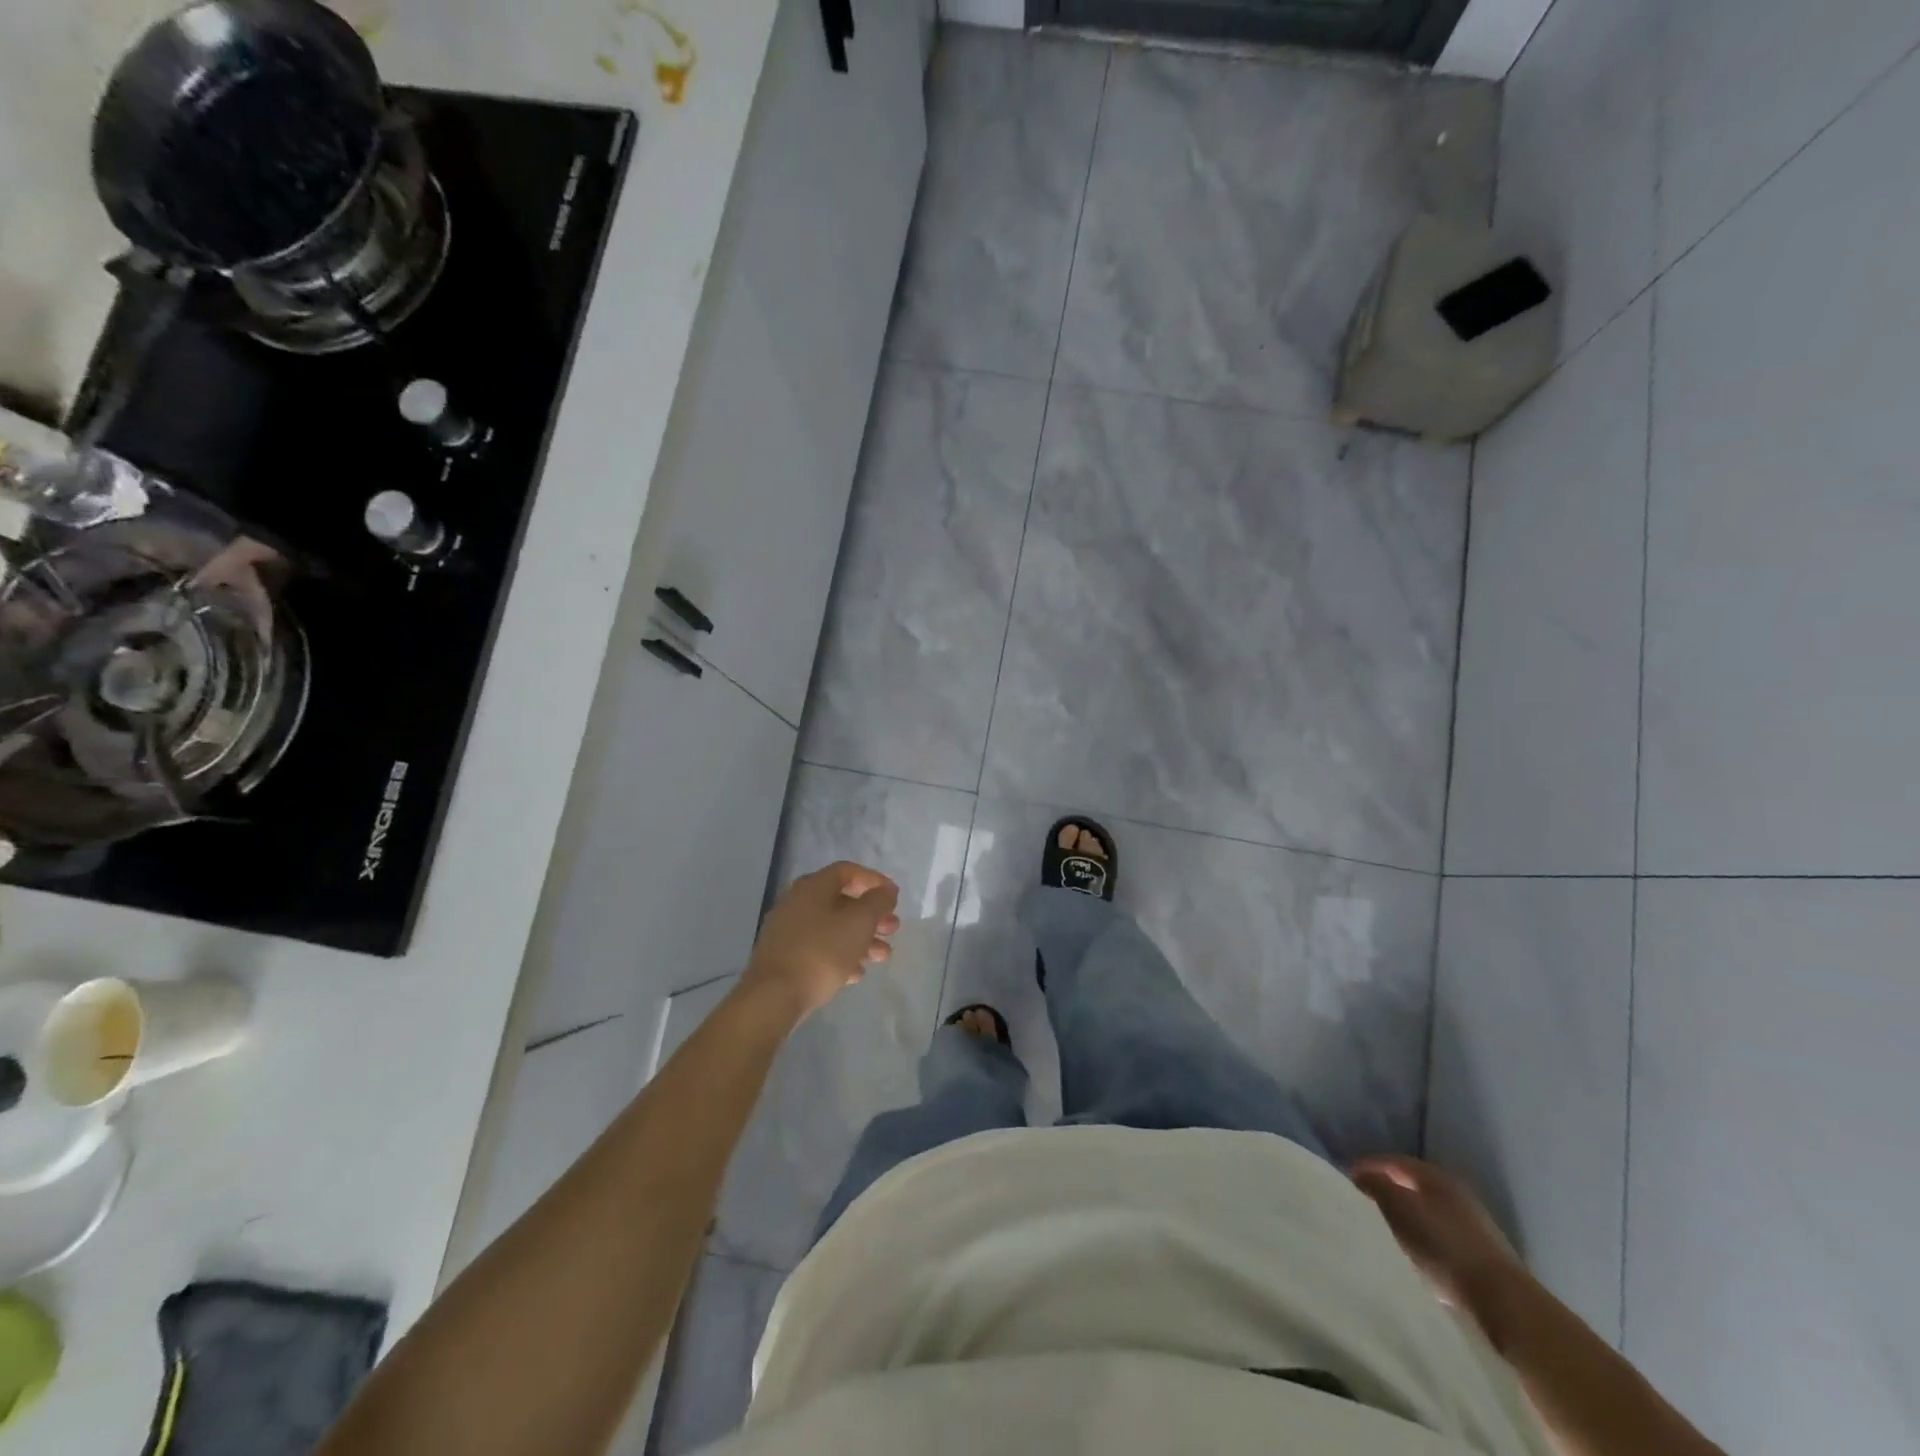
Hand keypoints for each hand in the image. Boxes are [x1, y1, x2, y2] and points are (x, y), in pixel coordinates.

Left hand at [740, 861, 900, 1022]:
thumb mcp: (859, 923)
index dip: (874, 880)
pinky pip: (819, 949)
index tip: (894, 897)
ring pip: (833, 928)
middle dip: (871, 915)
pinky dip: (841, 956)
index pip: (847, 871)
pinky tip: (856, 974)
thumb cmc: (821, 952)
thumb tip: (886, 890)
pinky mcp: (785, 958)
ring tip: (883, 956)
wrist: (773, 997)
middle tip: (893, 929)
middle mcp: (797, 903)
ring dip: (861, 939)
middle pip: (842, 901)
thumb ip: (877, 902)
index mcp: (812, 887)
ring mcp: (788, 931)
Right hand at [1351, 1155, 1528, 1331]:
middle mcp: (1457, 1193)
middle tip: (1363, 1205)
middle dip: (1387, 1191)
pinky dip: (1424, 1239)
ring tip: (1386, 1232)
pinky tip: (1417, 1255)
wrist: (1503, 1301)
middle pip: (1412, 1185)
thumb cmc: (1443, 1246)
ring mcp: (1474, 1224)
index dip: (1368, 1167)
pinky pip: (1441, 1236)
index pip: (1393, 1161)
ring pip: (1427, 1211)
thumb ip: (1376, 1186)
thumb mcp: (1398, 1208)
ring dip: (1406, 1217)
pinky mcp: (1482, 1254)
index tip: (1346, 1182)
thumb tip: (1362, 1176)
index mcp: (1436, 1176)